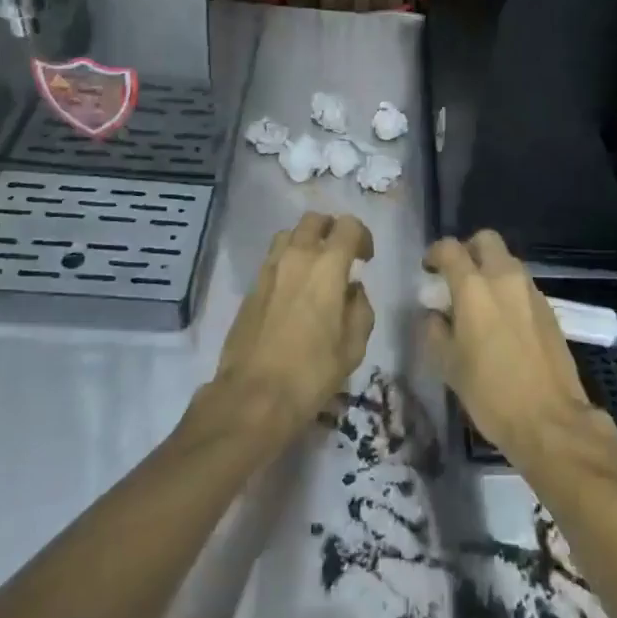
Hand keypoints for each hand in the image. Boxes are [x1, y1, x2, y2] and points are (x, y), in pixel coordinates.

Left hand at [210, 212, 375, 444]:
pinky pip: (272, 259)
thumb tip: (353, 290)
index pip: (347, 225)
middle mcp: (296, 257)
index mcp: (327, 266)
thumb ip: (360, 308)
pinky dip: (287, 262)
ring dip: (305, 241)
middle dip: (331, 229)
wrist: (253, 396)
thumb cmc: (312, 372)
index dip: (361, 236)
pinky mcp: (250, 288)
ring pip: (289, 235)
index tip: (365, 259)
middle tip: (340, 255)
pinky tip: (293, 291)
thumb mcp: (354, 346)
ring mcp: (268, 270)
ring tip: (314, 268)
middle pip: (314, 220)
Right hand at [421, 231, 600, 461]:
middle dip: (469, 250)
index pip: (451, 248)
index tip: (428, 269)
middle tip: (457, 276)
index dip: (435, 253)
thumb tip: (434, 314)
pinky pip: (523, 285)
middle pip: (486, 240)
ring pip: (507, 261)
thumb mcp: (448, 366)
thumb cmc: (490, 393)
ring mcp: (531, 291)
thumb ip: (435, 330)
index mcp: (474, 288)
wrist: (550, 420)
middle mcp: (505, 278)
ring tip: (480, 302)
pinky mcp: (549, 308)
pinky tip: (503, 321)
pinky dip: (508, 290)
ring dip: (491, 270)